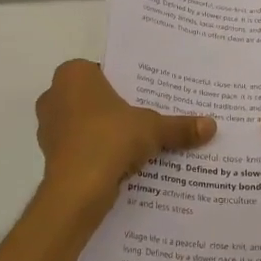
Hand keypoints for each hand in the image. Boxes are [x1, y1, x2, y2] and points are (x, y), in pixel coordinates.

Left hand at [35, 59, 214, 206]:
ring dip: (105, 132)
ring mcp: (48, 127)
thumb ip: (179, 126)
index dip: (125, 83)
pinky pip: (80, 147)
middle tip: (145, 117)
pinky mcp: (50, 155)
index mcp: (74, 75)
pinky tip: (120, 164)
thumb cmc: (110, 139)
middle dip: (115, 108)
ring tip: (136, 143)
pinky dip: (96, 153)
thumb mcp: (153, 128)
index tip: (146, 95)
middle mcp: (54, 95)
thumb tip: (212, 125)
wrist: (77, 190)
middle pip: (93, 97)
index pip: (103, 70)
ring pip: (85, 123)